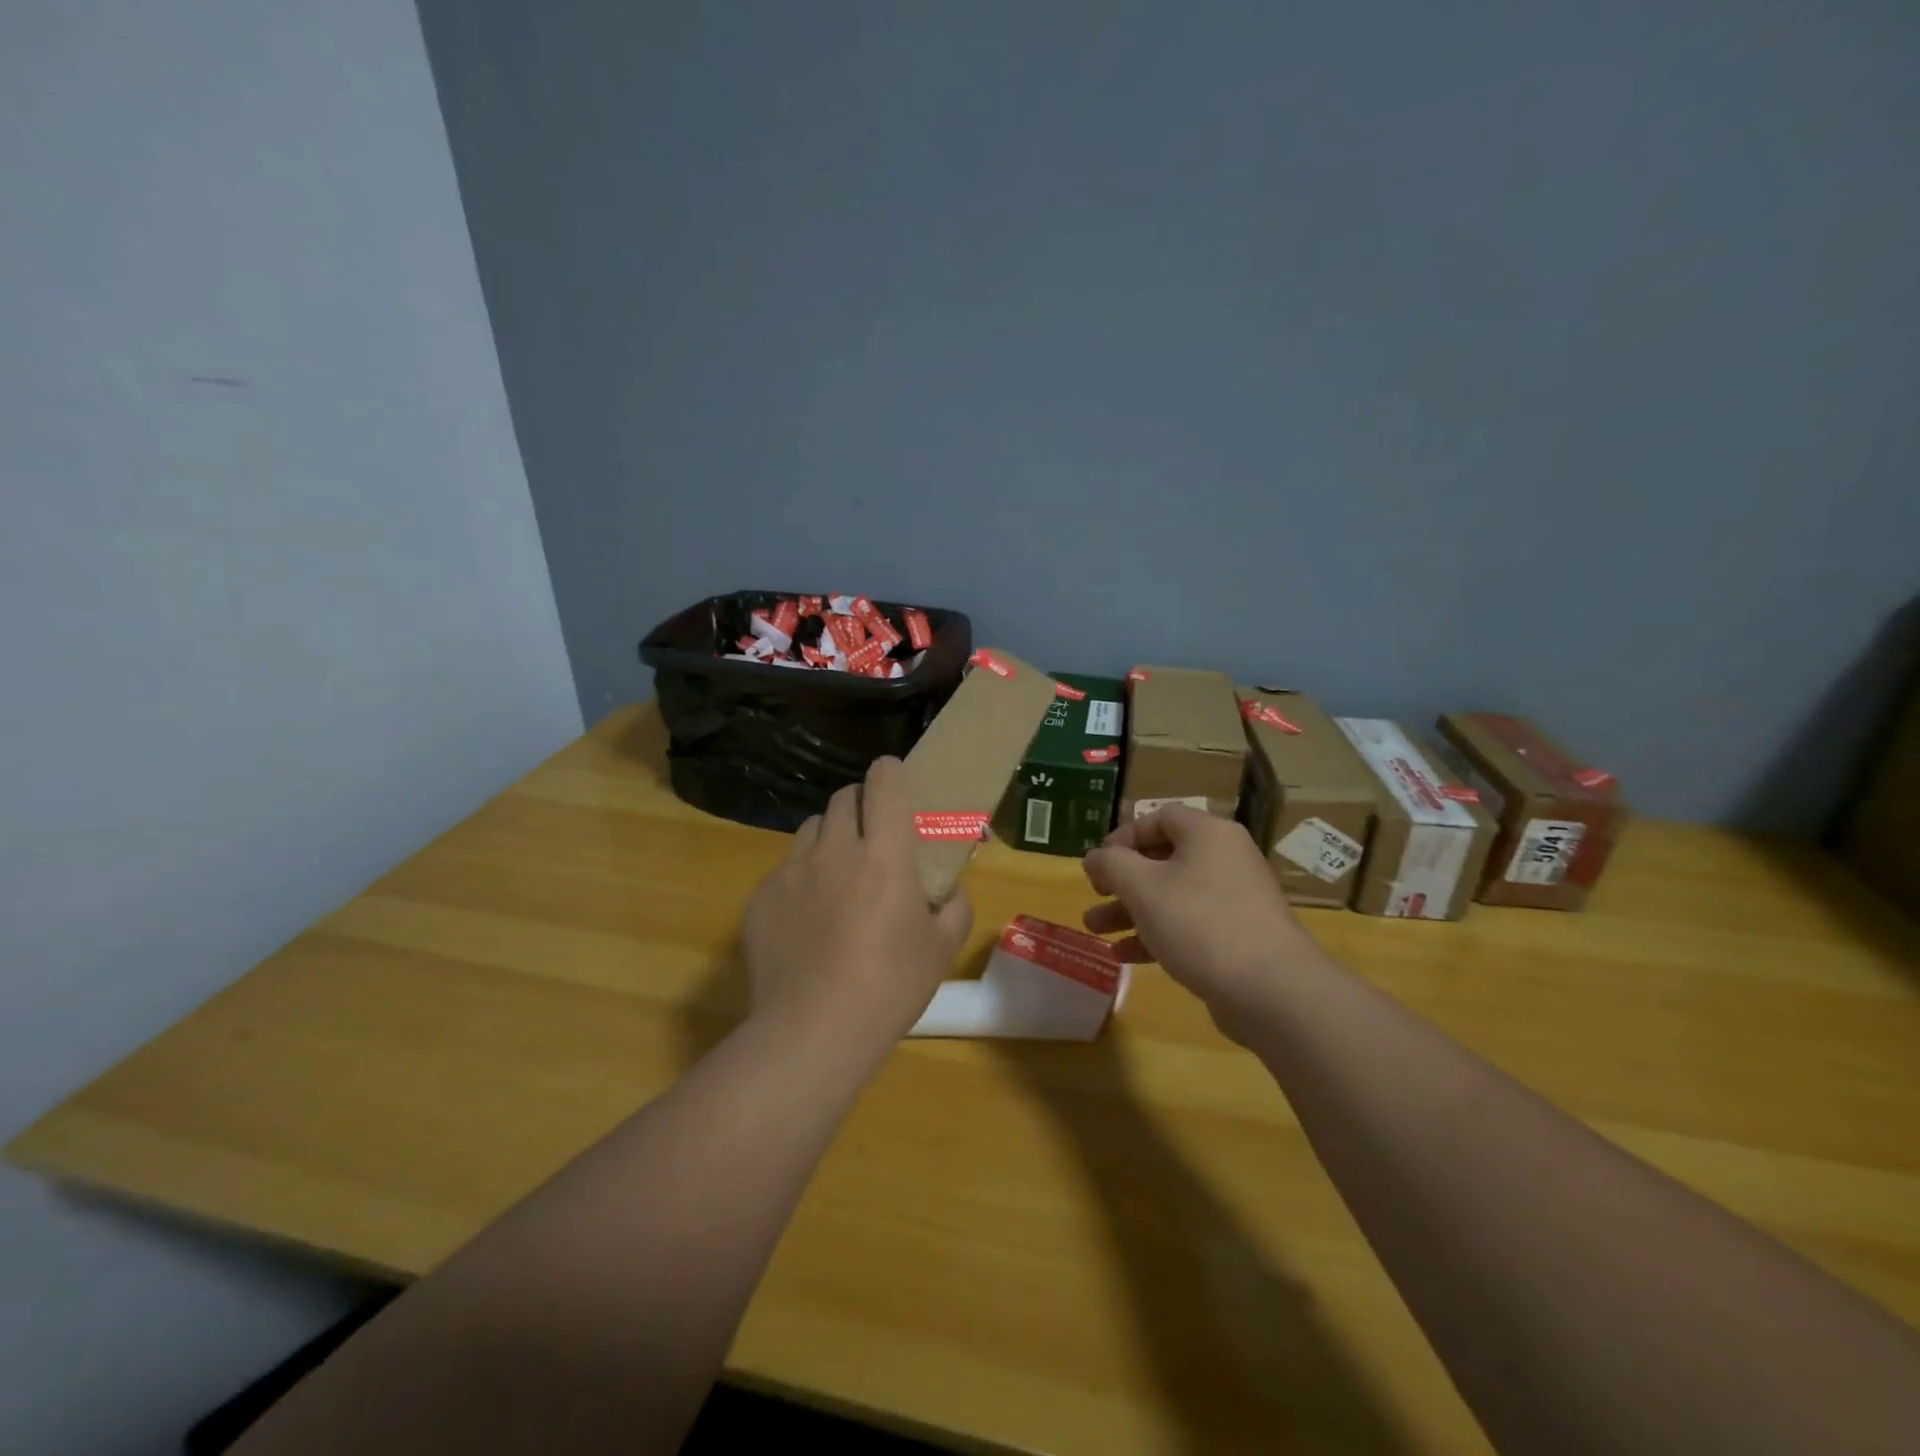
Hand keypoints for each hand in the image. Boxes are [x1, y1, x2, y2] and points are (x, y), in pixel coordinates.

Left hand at [742, 756, 972, 1058]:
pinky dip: (801, 878)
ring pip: (810, 829)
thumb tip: (950, 891)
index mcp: (884, 855)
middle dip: (860, 804)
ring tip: (837, 874)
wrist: (812, 1033)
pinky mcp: (761, 897)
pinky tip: (808, 918)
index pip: (883, 782)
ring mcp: (792, 871)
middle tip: (872, 837)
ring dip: (828, 837)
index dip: (890, 773)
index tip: (895, 783)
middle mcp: (835, 850)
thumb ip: (954, 907)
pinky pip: (785, 869)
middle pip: (843, 798)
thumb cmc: (889, 988)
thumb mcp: (941, 950)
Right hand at [1082, 806, 1325, 1039]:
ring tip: (1095, 931)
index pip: (1160, 817)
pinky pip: (1188, 924)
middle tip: (1094, 895)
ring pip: (1172, 894)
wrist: (1273, 991)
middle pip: (1163, 858)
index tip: (1099, 863)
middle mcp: (1225, 858)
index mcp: (1208, 834)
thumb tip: (1095, 857)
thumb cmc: (1200, 924)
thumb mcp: (1143, 887)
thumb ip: (1111, 864)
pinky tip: (1124, 955)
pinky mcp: (1237, 936)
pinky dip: (1156, 933)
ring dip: (1131, 909)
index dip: (1124, 836)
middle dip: (1121, 879)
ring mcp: (1234, 899)